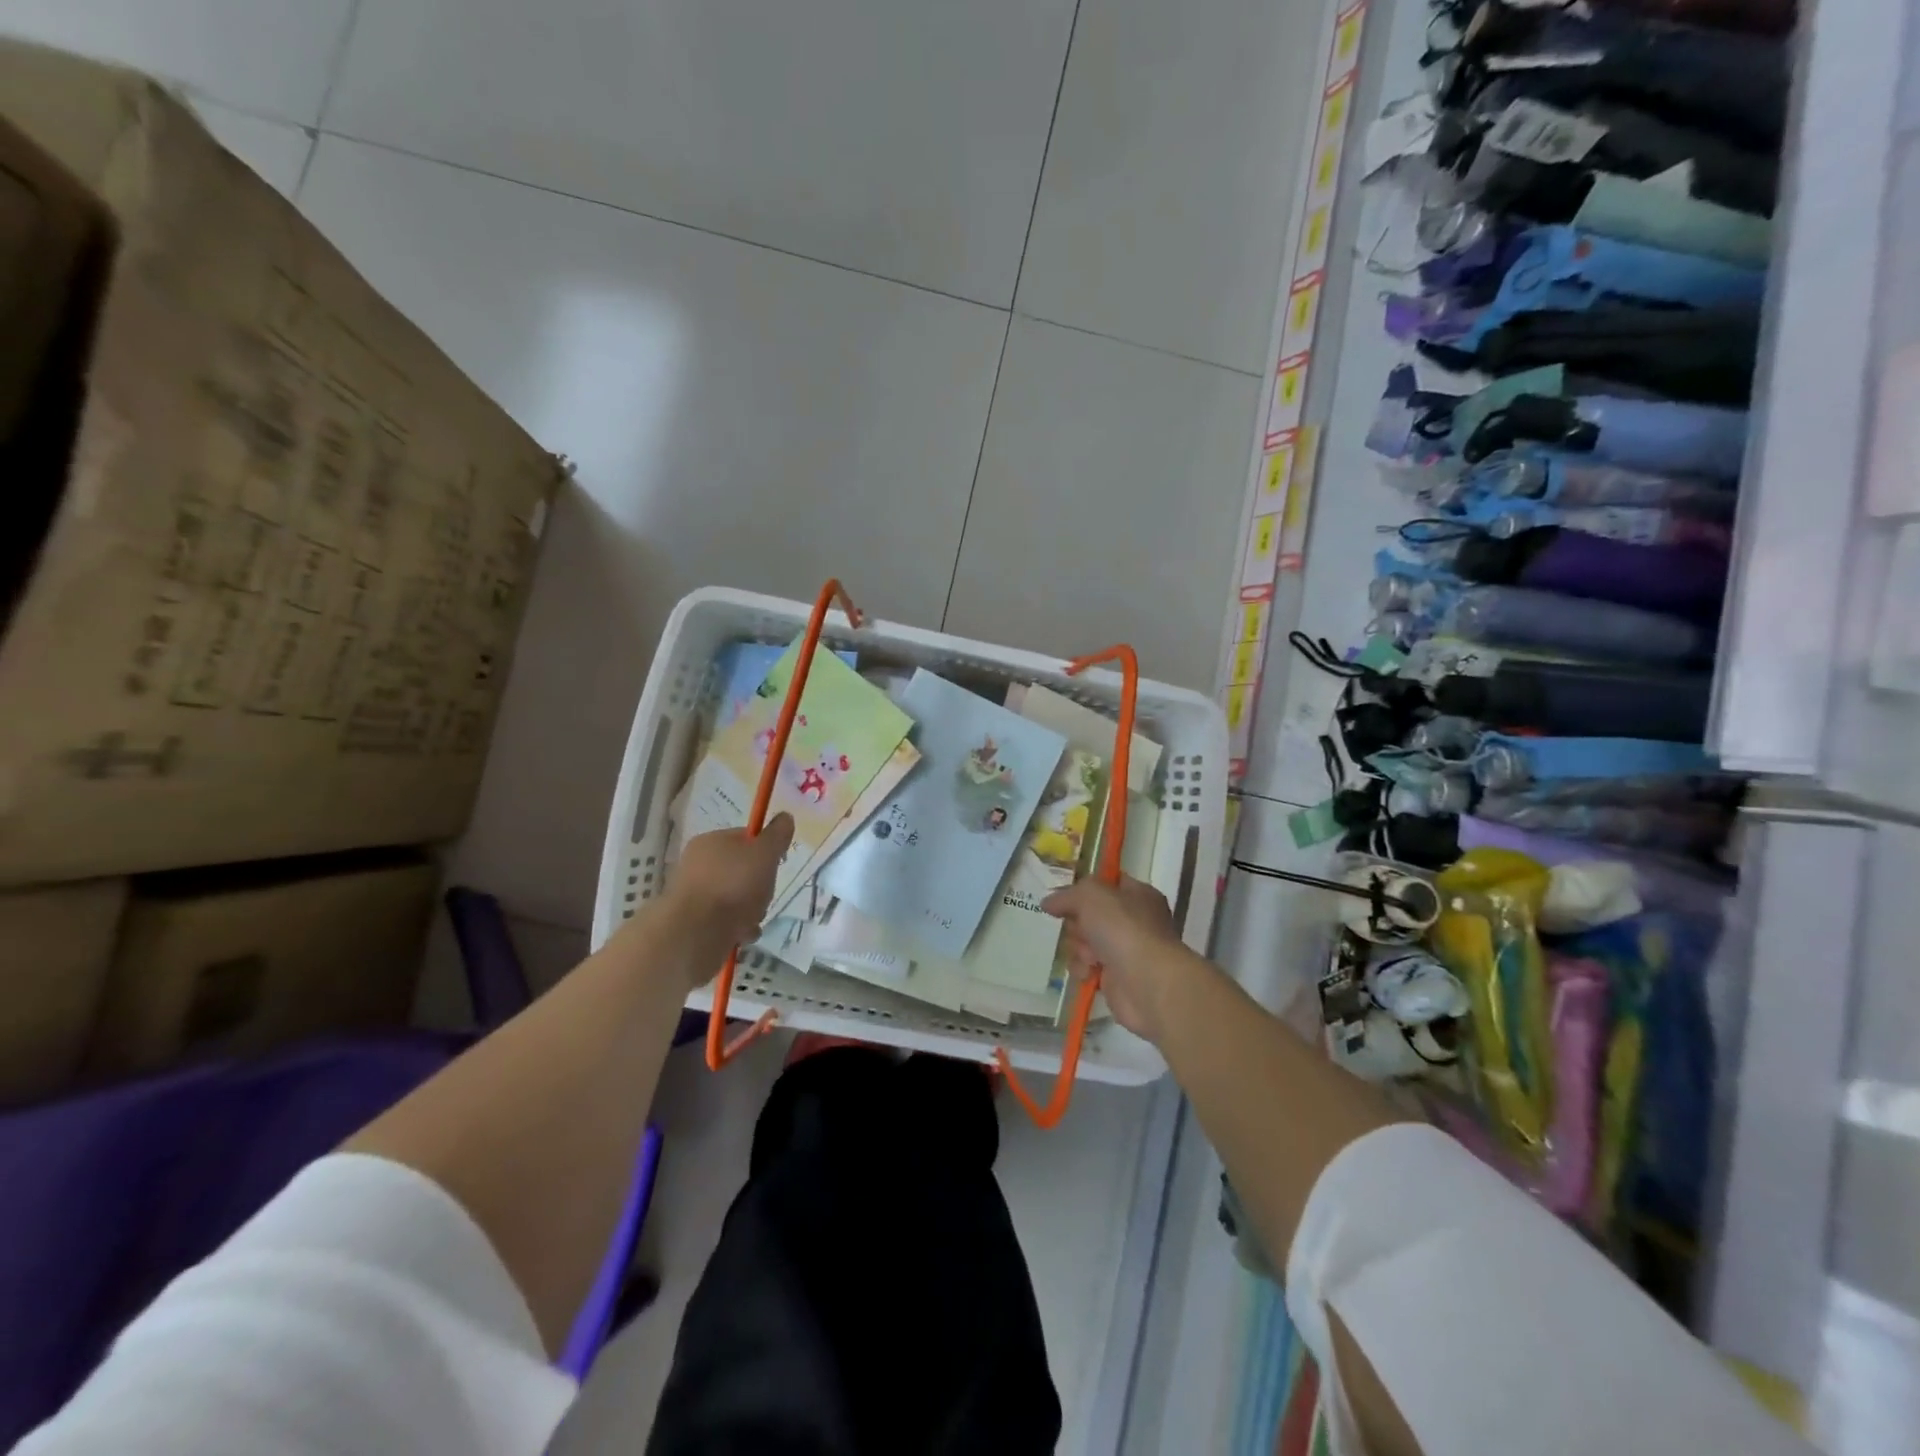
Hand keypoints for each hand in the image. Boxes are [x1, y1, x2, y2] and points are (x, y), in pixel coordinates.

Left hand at [655, 815, 793, 978]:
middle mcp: (698, 865)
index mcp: (711, 842)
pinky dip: (738, 928)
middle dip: (759, 885)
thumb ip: (777, 836)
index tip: (776, 864)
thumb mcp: (764, 853)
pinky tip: (743, 934)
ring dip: (751, 909)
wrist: (695, 933)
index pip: (744, 838)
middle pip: (742, 870)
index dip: (765, 849)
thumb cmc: (733, 885)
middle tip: (765, 893)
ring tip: (753, 919)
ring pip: (735, 898)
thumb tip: (785, 817)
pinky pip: (725, 921)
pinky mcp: (694, 923)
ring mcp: (694, 895)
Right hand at [1042, 875, 1192, 1043]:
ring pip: (1085, 942)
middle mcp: (1134, 921)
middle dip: (1078, 923)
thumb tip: (1048, 902)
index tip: (1064, 897)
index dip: (1084, 889)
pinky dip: (1084, 969)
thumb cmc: (1123, 929)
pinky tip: (1089, 972)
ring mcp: (1126, 950)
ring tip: (1089, 956)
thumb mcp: (1090, 896)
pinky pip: (1088, 967)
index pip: (1107, 884)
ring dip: (1079, 948)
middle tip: (1081, 929)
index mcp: (1138, 895)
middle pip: (1090, 915)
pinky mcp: (1117, 978)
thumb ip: (1067, 895)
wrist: (1147, 982)